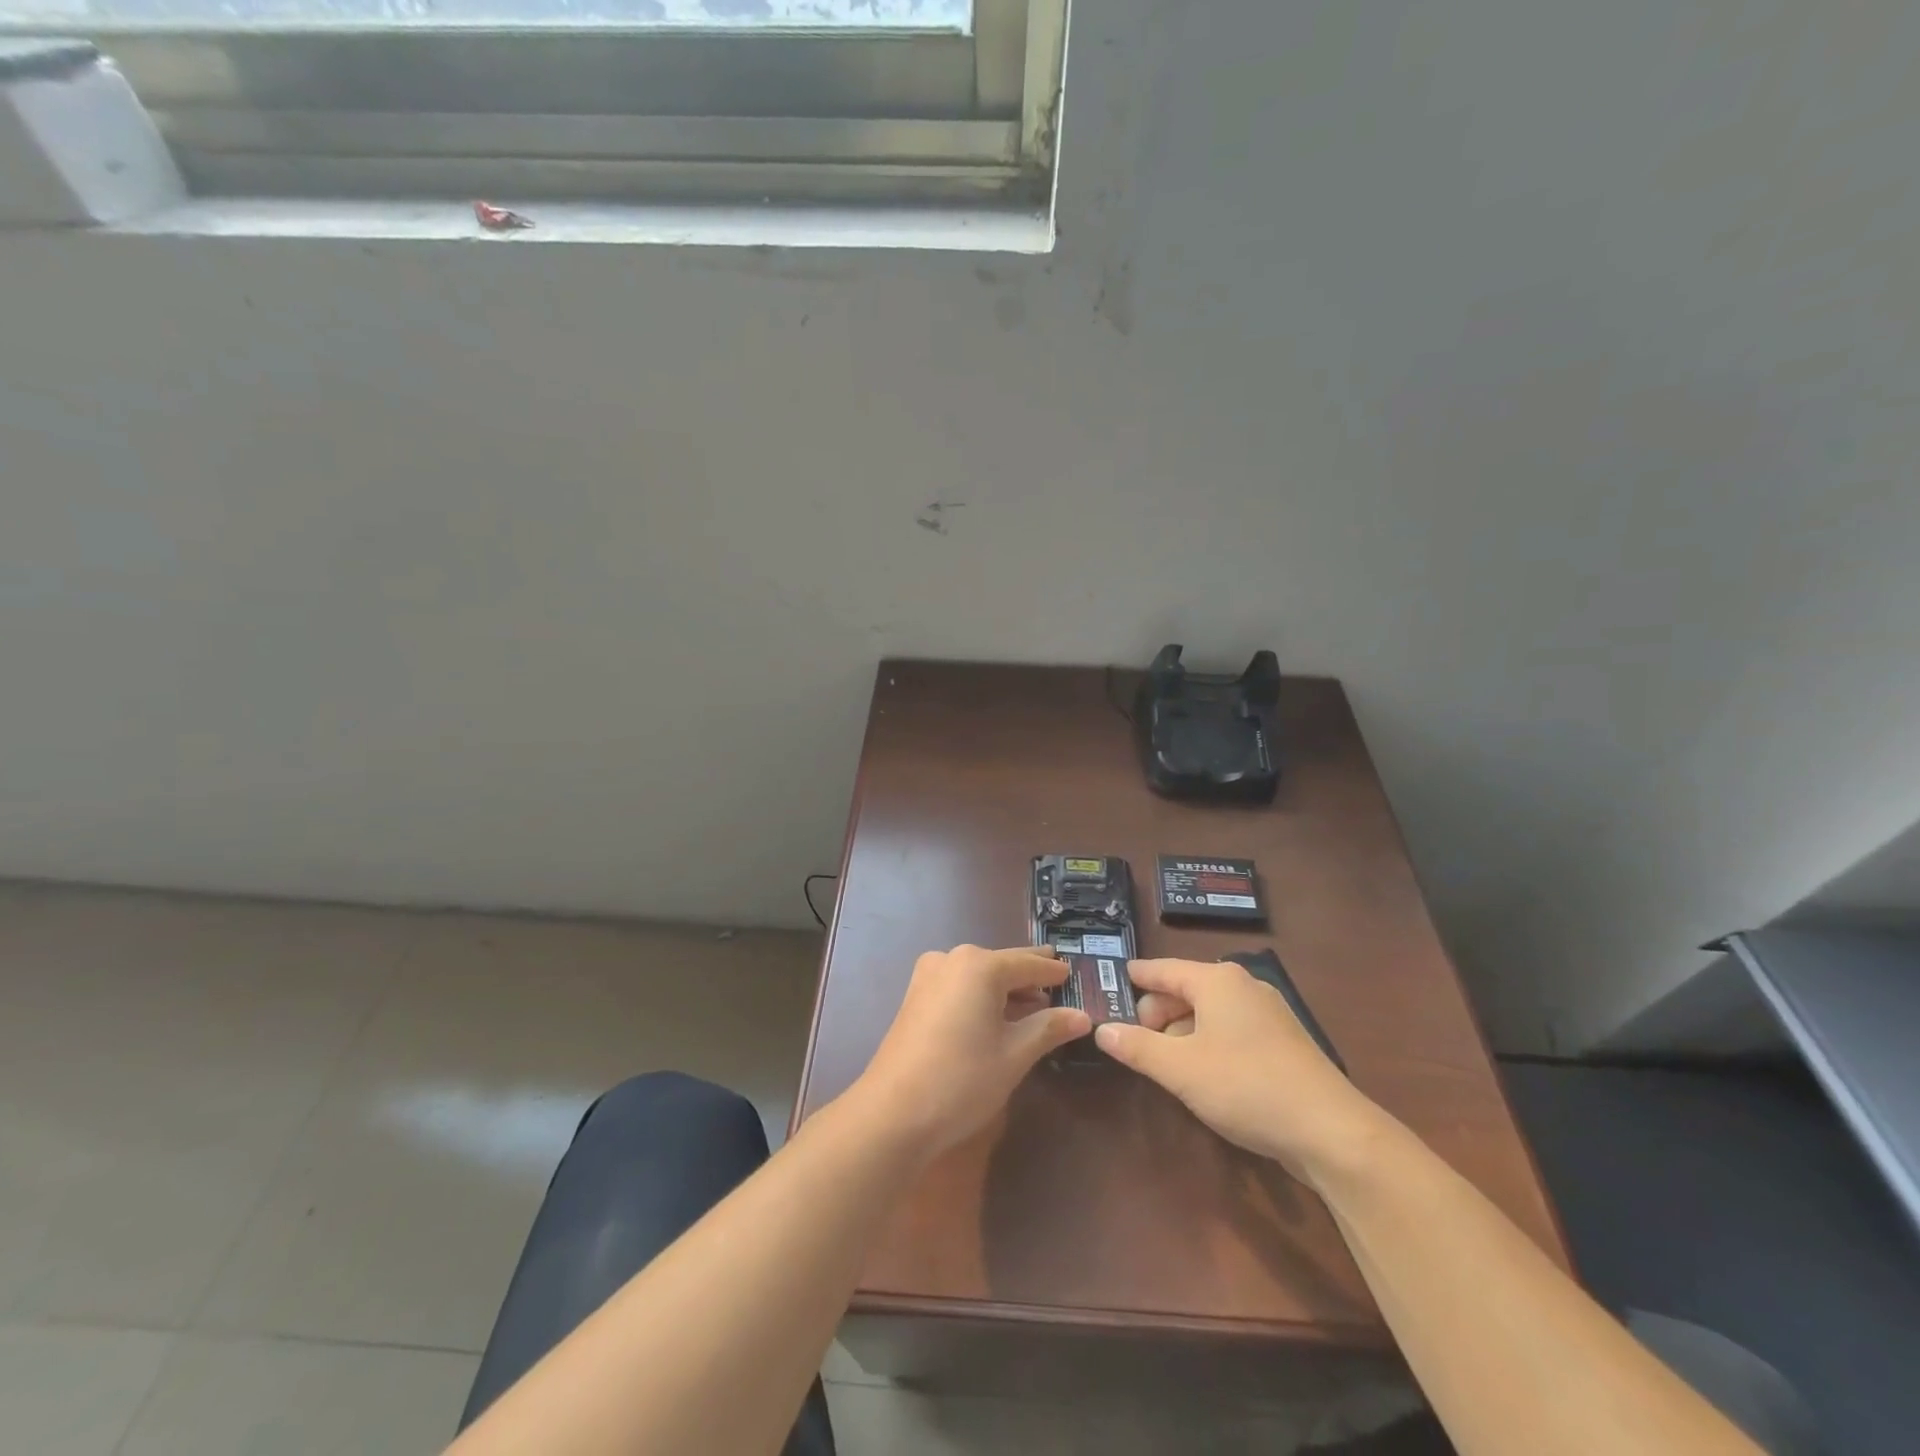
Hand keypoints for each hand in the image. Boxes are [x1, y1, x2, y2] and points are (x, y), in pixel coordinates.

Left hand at [851, 945, 1090, 1158]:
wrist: (893, 1113)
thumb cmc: (962, 1079)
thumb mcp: (1015, 1054)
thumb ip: (1049, 1028)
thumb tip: (1082, 1016)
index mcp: (980, 965)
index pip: (1028, 963)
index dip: (1052, 972)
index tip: (1073, 973)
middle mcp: (952, 959)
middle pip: (1001, 964)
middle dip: (1029, 976)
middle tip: (1057, 979)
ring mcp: (929, 976)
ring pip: (978, 975)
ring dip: (1005, 988)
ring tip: (1033, 1004)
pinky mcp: (915, 997)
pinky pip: (959, 986)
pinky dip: (981, 996)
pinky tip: (996, 1016)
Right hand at [1094, 958, 1385, 1182]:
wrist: (1331, 1131)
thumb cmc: (1246, 1086)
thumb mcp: (1180, 1069)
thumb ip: (1137, 1047)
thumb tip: (1102, 1030)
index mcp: (1216, 980)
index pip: (1162, 969)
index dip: (1135, 977)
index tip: (1112, 980)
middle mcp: (1242, 986)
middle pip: (1185, 989)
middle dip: (1157, 1012)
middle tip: (1134, 1041)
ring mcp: (1267, 1013)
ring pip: (1209, 1012)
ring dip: (1182, 1032)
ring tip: (1164, 1062)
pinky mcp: (1282, 1042)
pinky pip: (1231, 1030)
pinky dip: (1208, 1043)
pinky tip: (1202, 1073)